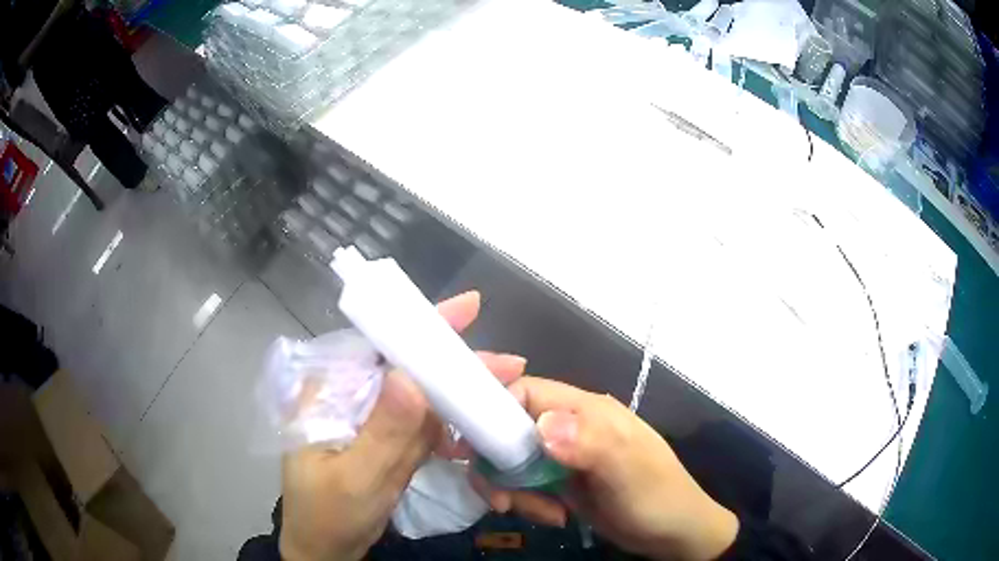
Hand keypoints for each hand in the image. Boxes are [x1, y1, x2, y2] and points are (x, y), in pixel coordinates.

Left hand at [279, 291, 527, 560]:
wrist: (327, 552)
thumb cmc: (328, 516)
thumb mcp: (354, 478)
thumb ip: (383, 433)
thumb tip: (412, 377)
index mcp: (328, 393)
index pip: (376, 347)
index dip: (421, 327)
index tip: (469, 308)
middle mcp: (349, 399)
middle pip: (405, 368)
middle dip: (455, 364)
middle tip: (507, 363)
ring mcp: (370, 422)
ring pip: (420, 397)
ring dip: (460, 393)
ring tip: (503, 388)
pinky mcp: (385, 443)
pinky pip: (421, 426)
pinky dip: (450, 423)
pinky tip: (477, 422)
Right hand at [477, 377, 738, 560]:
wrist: (673, 534)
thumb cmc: (656, 497)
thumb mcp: (628, 470)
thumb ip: (590, 443)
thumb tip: (541, 425)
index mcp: (587, 411)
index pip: (525, 392)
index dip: (493, 411)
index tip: (472, 448)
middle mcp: (571, 427)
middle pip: (510, 430)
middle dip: (498, 464)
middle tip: (502, 499)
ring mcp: (565, 456)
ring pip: (513, 461)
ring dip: (513, 489)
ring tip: (543, 514)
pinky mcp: (562, 482)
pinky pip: (526, 484)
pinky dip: (527, 501)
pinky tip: (554, 517)